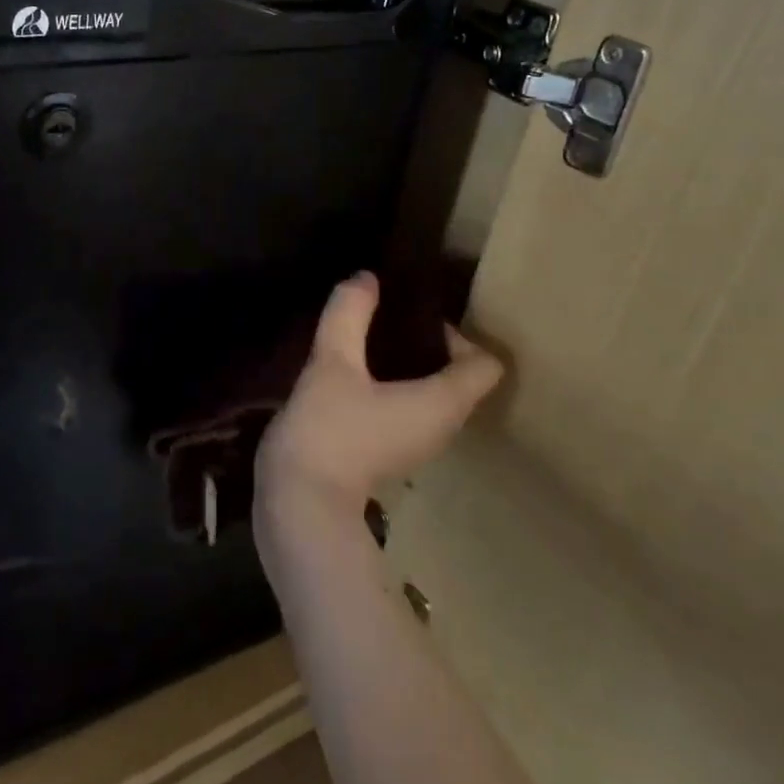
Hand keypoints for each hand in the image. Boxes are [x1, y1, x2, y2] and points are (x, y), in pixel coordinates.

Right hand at [257, 272, 502, 519]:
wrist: (299, 505)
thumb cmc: (328, 430)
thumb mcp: (333, 362)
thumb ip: (350, 314)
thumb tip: (367, 277)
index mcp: (442, 403)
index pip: (484, 364)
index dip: (457, 334)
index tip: (413, 315)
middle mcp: (440, 426)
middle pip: (458, 376)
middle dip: (428, 342)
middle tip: (386, 316)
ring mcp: (414, 443)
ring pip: (430, 393)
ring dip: (407, 364)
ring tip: (366, 338)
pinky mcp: (387, 451)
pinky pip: (406, 406)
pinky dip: (390, 384)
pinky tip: (352, 372)